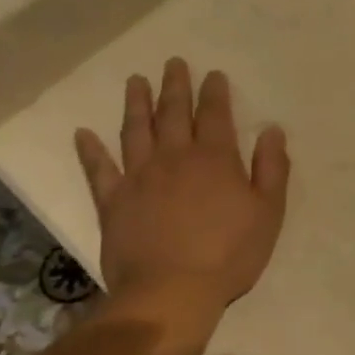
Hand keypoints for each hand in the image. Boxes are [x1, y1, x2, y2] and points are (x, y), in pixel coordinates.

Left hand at [73, 58, 289, 323]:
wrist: (171, 292)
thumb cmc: (229, 254)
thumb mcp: (268, 212)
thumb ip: (271, 168)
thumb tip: (272, 130)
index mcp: (214, 158)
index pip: (215, 114)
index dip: (214, 92)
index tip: (213, 74)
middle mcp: (174, 157)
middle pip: (173, 113)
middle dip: (175, 86)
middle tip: (172, 63)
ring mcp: (139, 177)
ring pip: (136, 131)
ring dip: (136, 104)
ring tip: (135, 81)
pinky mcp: (113, 202)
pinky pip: (98, 170)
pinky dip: (90, 151)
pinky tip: (83, 134)